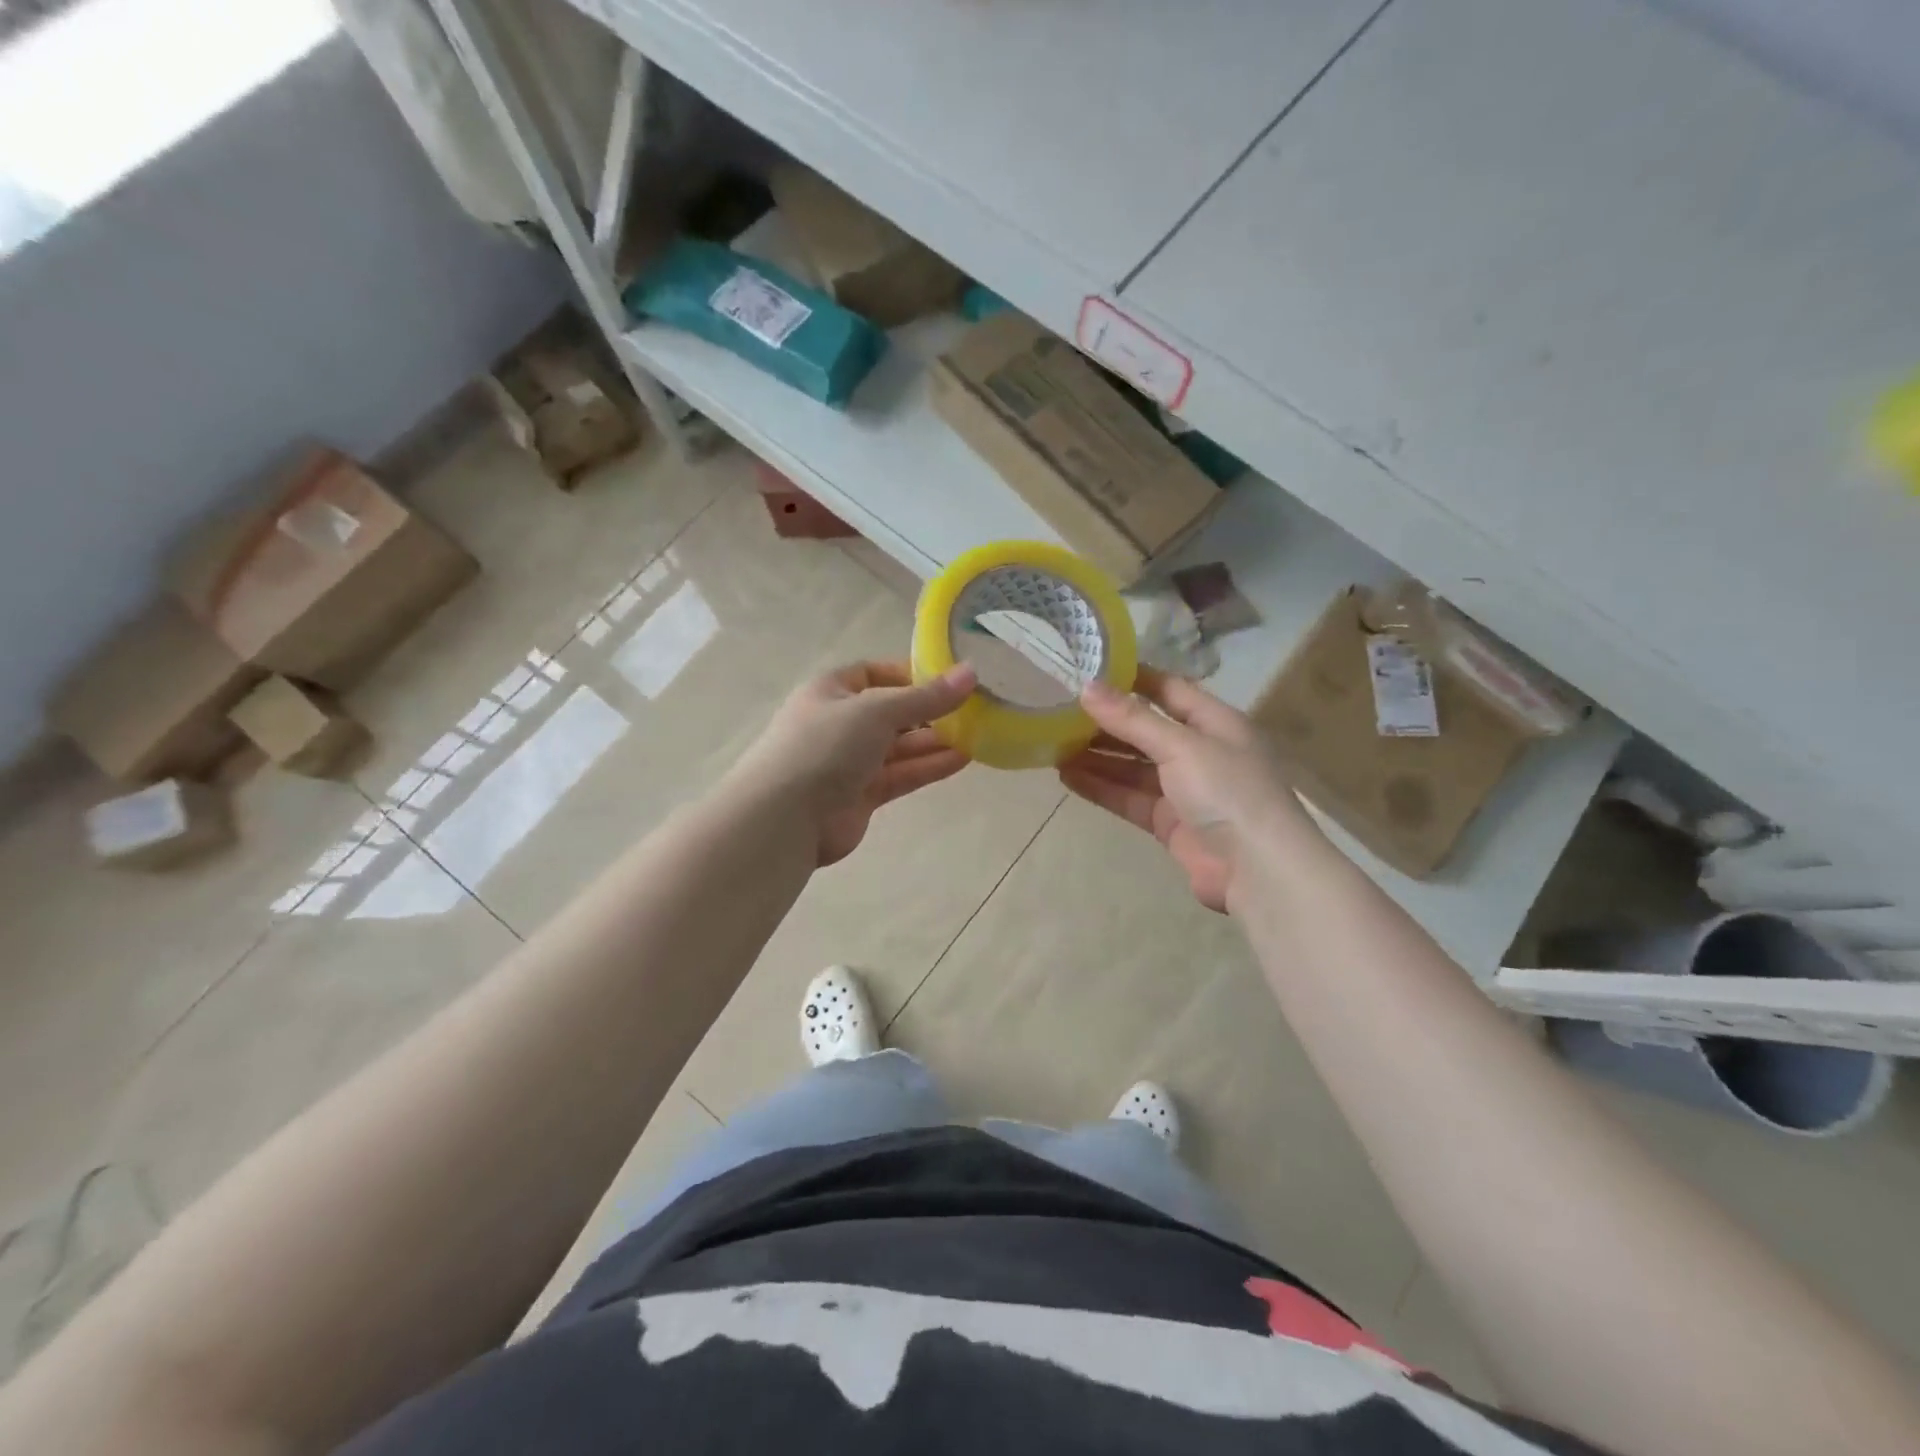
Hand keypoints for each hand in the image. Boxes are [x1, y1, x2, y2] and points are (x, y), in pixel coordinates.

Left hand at [732, 660, 977, 866]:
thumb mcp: (877, 710)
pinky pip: (901, 775)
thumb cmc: (826, 745)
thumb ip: (926, 696)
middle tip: (976, 711)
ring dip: (936, 741)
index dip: (912, 675)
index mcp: (832, 690)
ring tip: (979, 736)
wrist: (785, 817)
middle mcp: (841, 722)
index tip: (951, 680)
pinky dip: (928, 767)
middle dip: (931, 712)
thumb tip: (971, 672)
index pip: (876, 673)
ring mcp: (851, 761)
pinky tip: (962, 760)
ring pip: (901, 746)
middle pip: (893, 712)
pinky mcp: (862, 795)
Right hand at [1059, 668, 1298, 911]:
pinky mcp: (1168, 822)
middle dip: (1106, 722)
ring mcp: (1183, 789)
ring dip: (1097, 756)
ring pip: (1132, 766)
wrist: (1257, 869)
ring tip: (1053, 744)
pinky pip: (1129, 798)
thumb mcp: (1181, 745)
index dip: (1132, 680)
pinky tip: (1067, 777)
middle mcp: (1199, 751)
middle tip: (1059, 710)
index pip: (1168, 690)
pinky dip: (1101, 787)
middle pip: (1145, 729)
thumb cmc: (1227, 790)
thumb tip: (1087, 688)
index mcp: (1215, 722)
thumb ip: (1133, 719)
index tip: (1089, 670)